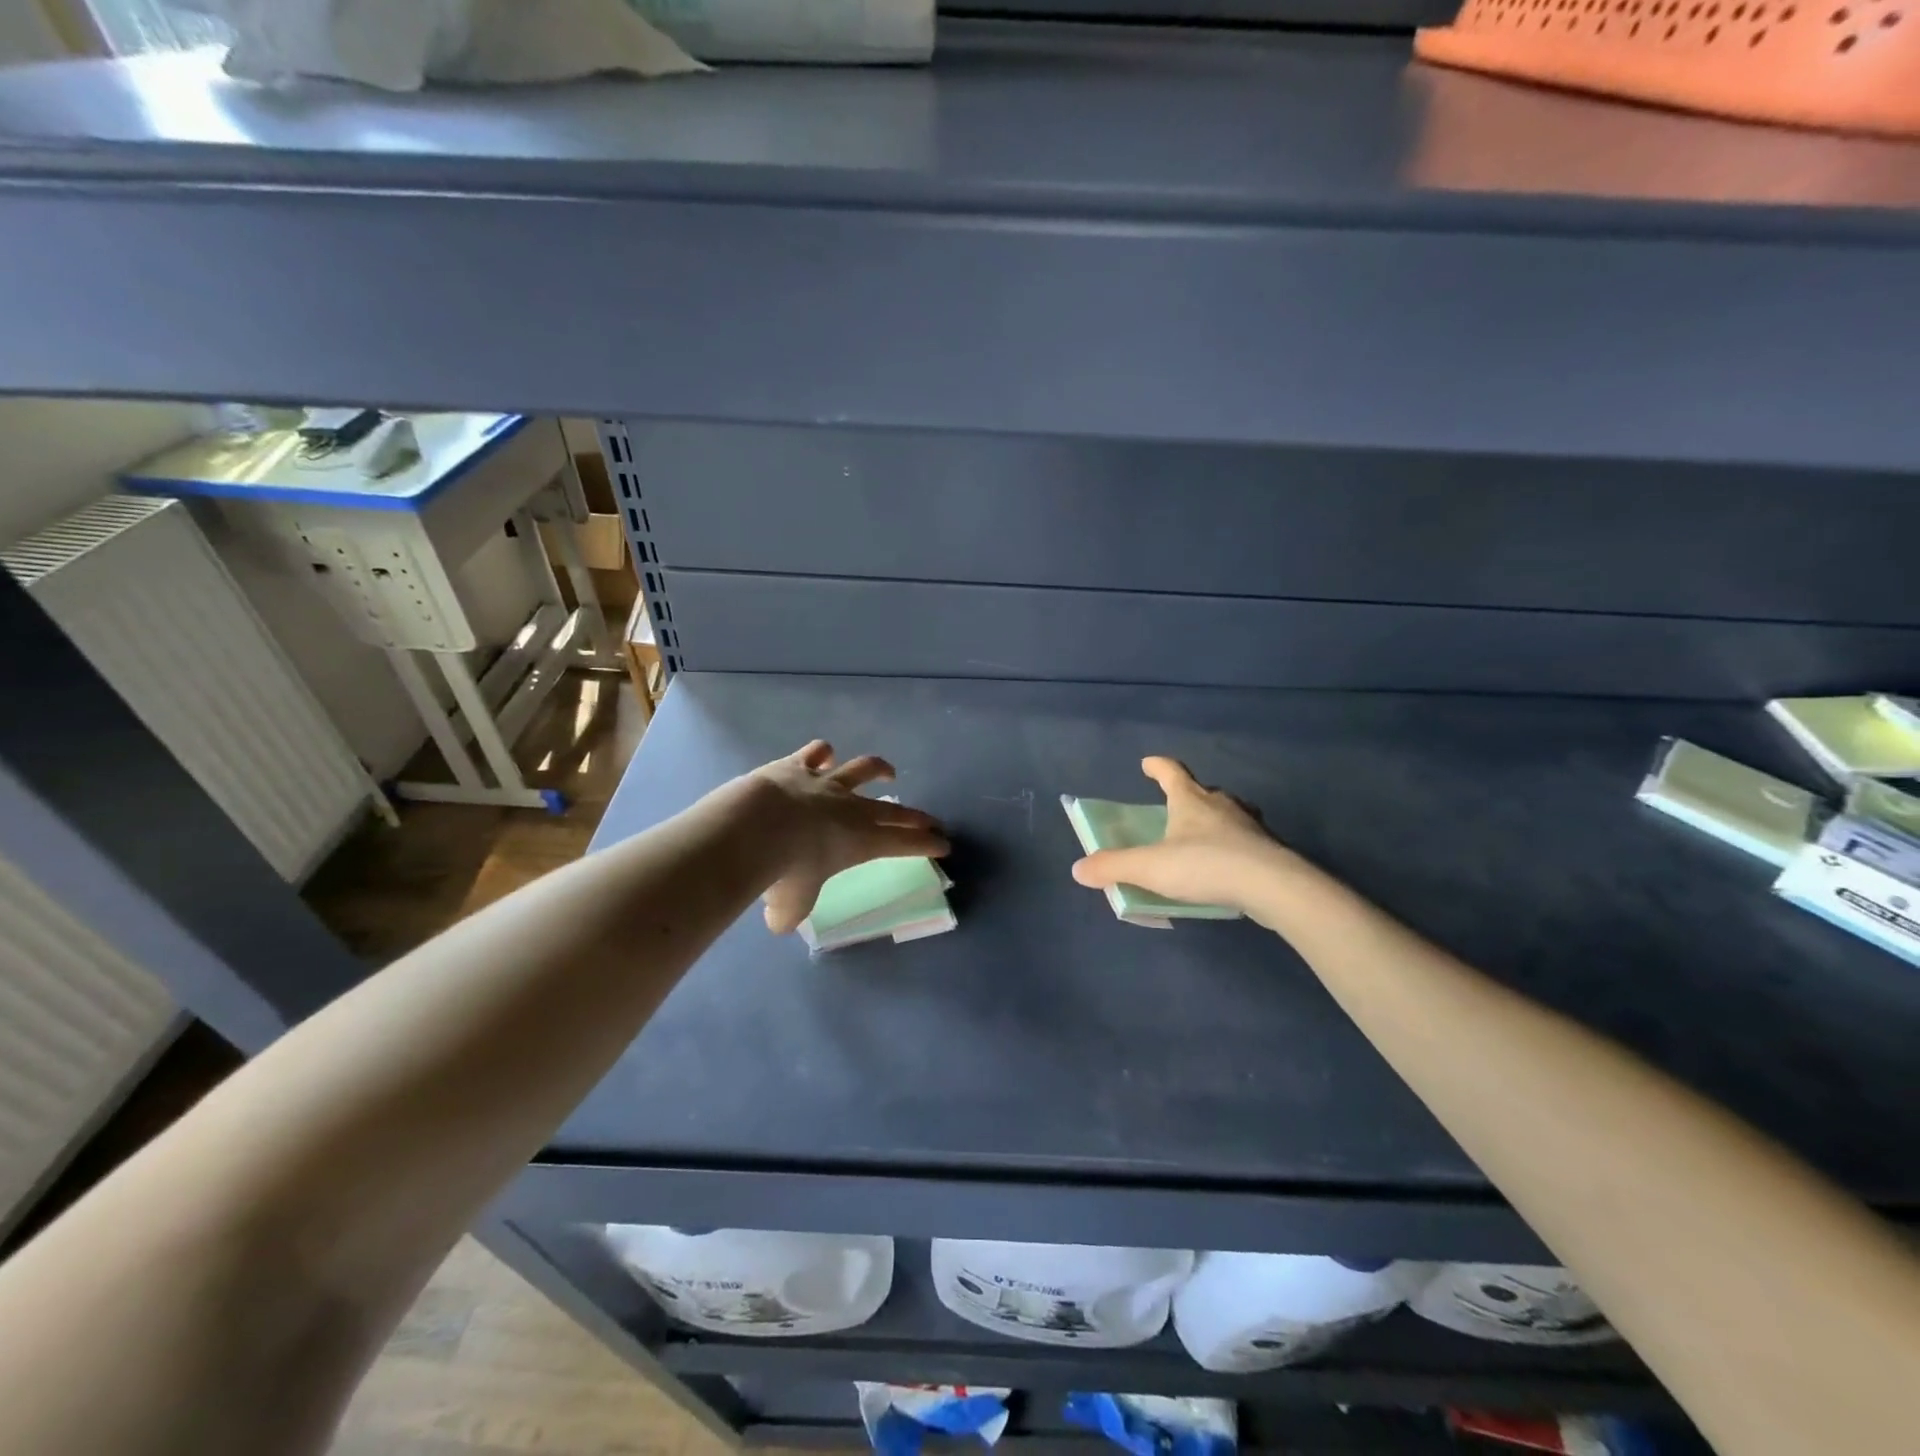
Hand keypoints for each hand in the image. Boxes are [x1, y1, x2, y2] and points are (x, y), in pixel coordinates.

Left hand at [750, 741, 949, 934]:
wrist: (756, 825)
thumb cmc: (784, 871)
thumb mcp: (791, 905)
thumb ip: (790, 913)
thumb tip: (780, 920)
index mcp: (861, 842)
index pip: (904, 844)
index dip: (927, 845)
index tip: (944, 845)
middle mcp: (851, 808)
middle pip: (894, 810)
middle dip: (916, 817)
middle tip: (931, 820)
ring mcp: (826, 782)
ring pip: (862, 769)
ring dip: (879, 769)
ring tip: (888, 772)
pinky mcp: (798, 765)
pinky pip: (816, 752)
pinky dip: (822, 753)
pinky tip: (824, 754)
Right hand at [1070, 756, 1300, 915]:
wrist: (1271, 885)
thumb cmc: (1204, 865)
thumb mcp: (1150, 867)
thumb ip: (1114, 866)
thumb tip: (1078, 868)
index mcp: (1191, 800)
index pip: (1171, 772)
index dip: (1158, 767)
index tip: (1147, 763)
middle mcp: (1222, 805)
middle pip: (1203, 791)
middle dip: (1188, 795)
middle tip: (1176, 806)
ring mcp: (1250, 826)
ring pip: (1230, 814)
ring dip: (1215, 819)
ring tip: (1204, 835)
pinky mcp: (1269, 850)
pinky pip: (1246, 841)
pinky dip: (1234, 846)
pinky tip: (1228, 865)